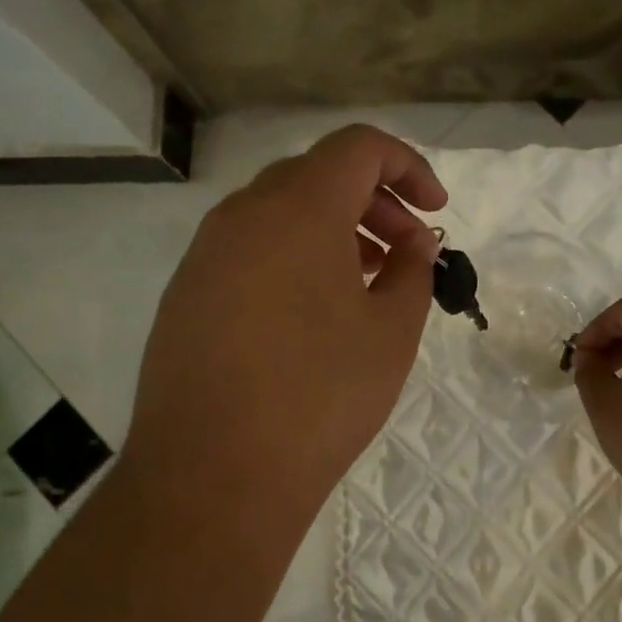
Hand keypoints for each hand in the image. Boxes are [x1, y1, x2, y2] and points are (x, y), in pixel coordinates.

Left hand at [122, 124, 444, 542]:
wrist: (214, 473)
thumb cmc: (320, 396)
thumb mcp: (391, 332)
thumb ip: (412, 272)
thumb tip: (411, 245)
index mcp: (298, 209)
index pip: (359, 148)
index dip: (408, 167)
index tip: (436, 212)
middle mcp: (242, 214)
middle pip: (317, 175)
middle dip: (374, 202)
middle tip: (408, 251)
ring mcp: (205, 254)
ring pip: (279, 214)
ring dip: (332, 231)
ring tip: (366, 281)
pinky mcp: (186, 294)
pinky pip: (248, 251)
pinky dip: (291, 258)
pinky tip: (311, 313)